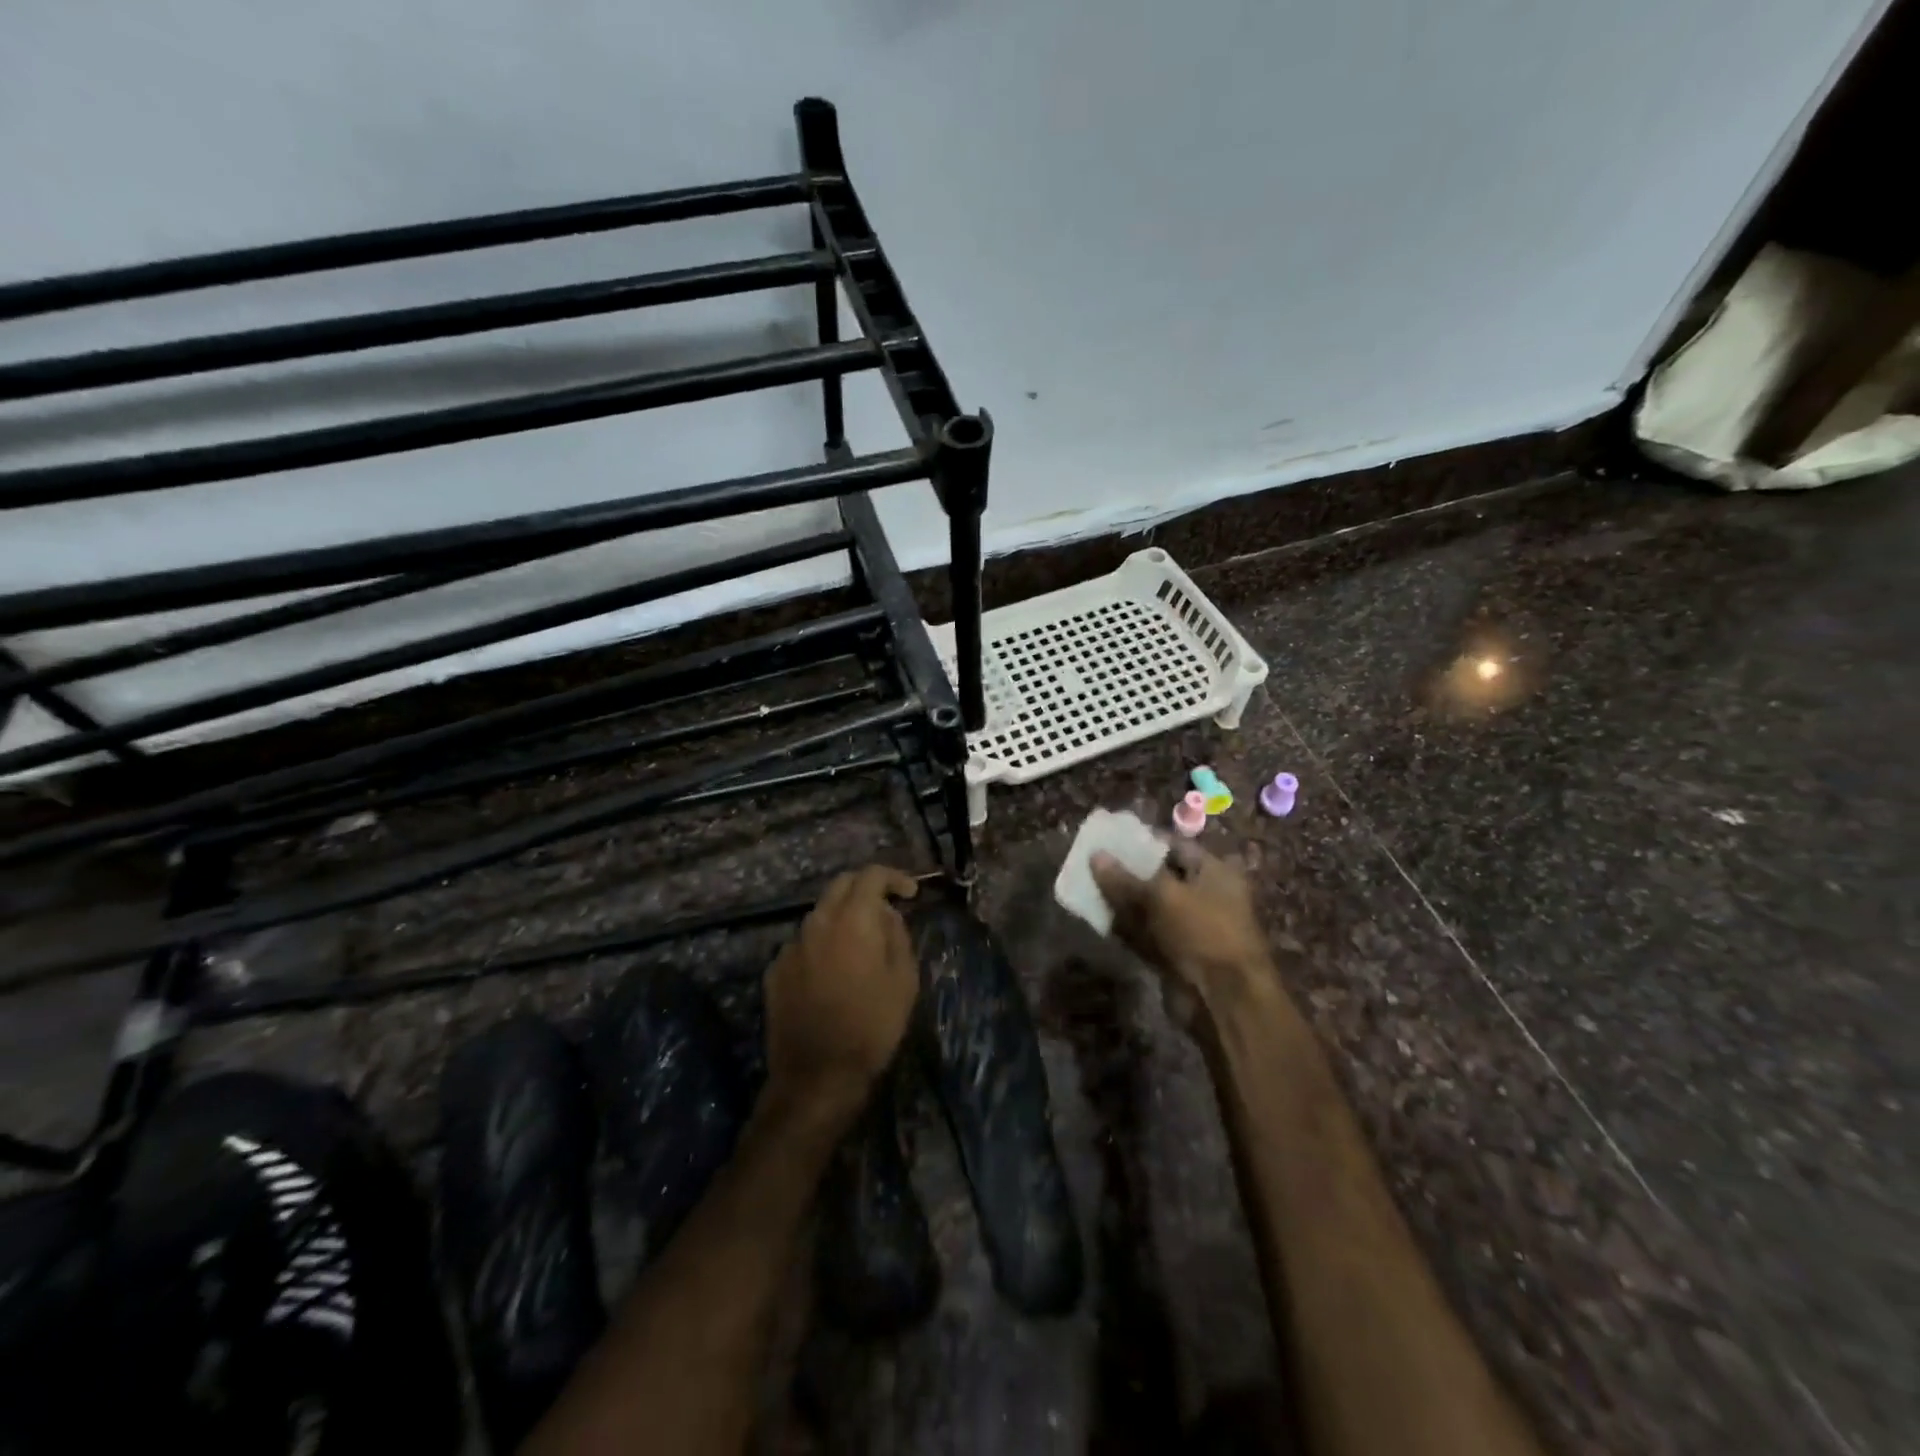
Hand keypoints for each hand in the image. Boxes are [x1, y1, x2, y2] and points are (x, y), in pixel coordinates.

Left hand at [764, 865, 919, 1119]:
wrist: (817, 1076)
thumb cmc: (872, 1027)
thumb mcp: (904, 981)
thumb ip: (896, 936)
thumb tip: (885, 915)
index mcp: (852, 920)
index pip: (871, 875)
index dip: (894, 877)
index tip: (910, 893)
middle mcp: (817, 923)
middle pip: (840, 885)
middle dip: (865, 887)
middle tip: (886, 907)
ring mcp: (791, 946)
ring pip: (819, 914)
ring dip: (842, 917)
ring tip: (861, 944)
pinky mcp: (775, 970)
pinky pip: (803, 944)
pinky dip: (822, 945)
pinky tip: (832, 973)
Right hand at [1090, 840, 1274, 1027]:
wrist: (1225, 1000)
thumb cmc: (1203, 932)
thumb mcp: (1162, 897)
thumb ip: (1126, 878)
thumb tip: (1095, 856)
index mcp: (1215, 872)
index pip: (1176, 846)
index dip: (1144, 841)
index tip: (1110, 839)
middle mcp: (1206, 896)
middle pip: (1161, 877)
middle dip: (1129, 871)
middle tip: (1093, 862)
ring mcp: (1192, 928)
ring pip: (1151, 907)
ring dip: (1123, 900)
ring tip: (1088, 886)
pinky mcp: (1177, 955)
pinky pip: (1147, 934)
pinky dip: (1126, 928)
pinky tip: (1098, 917)